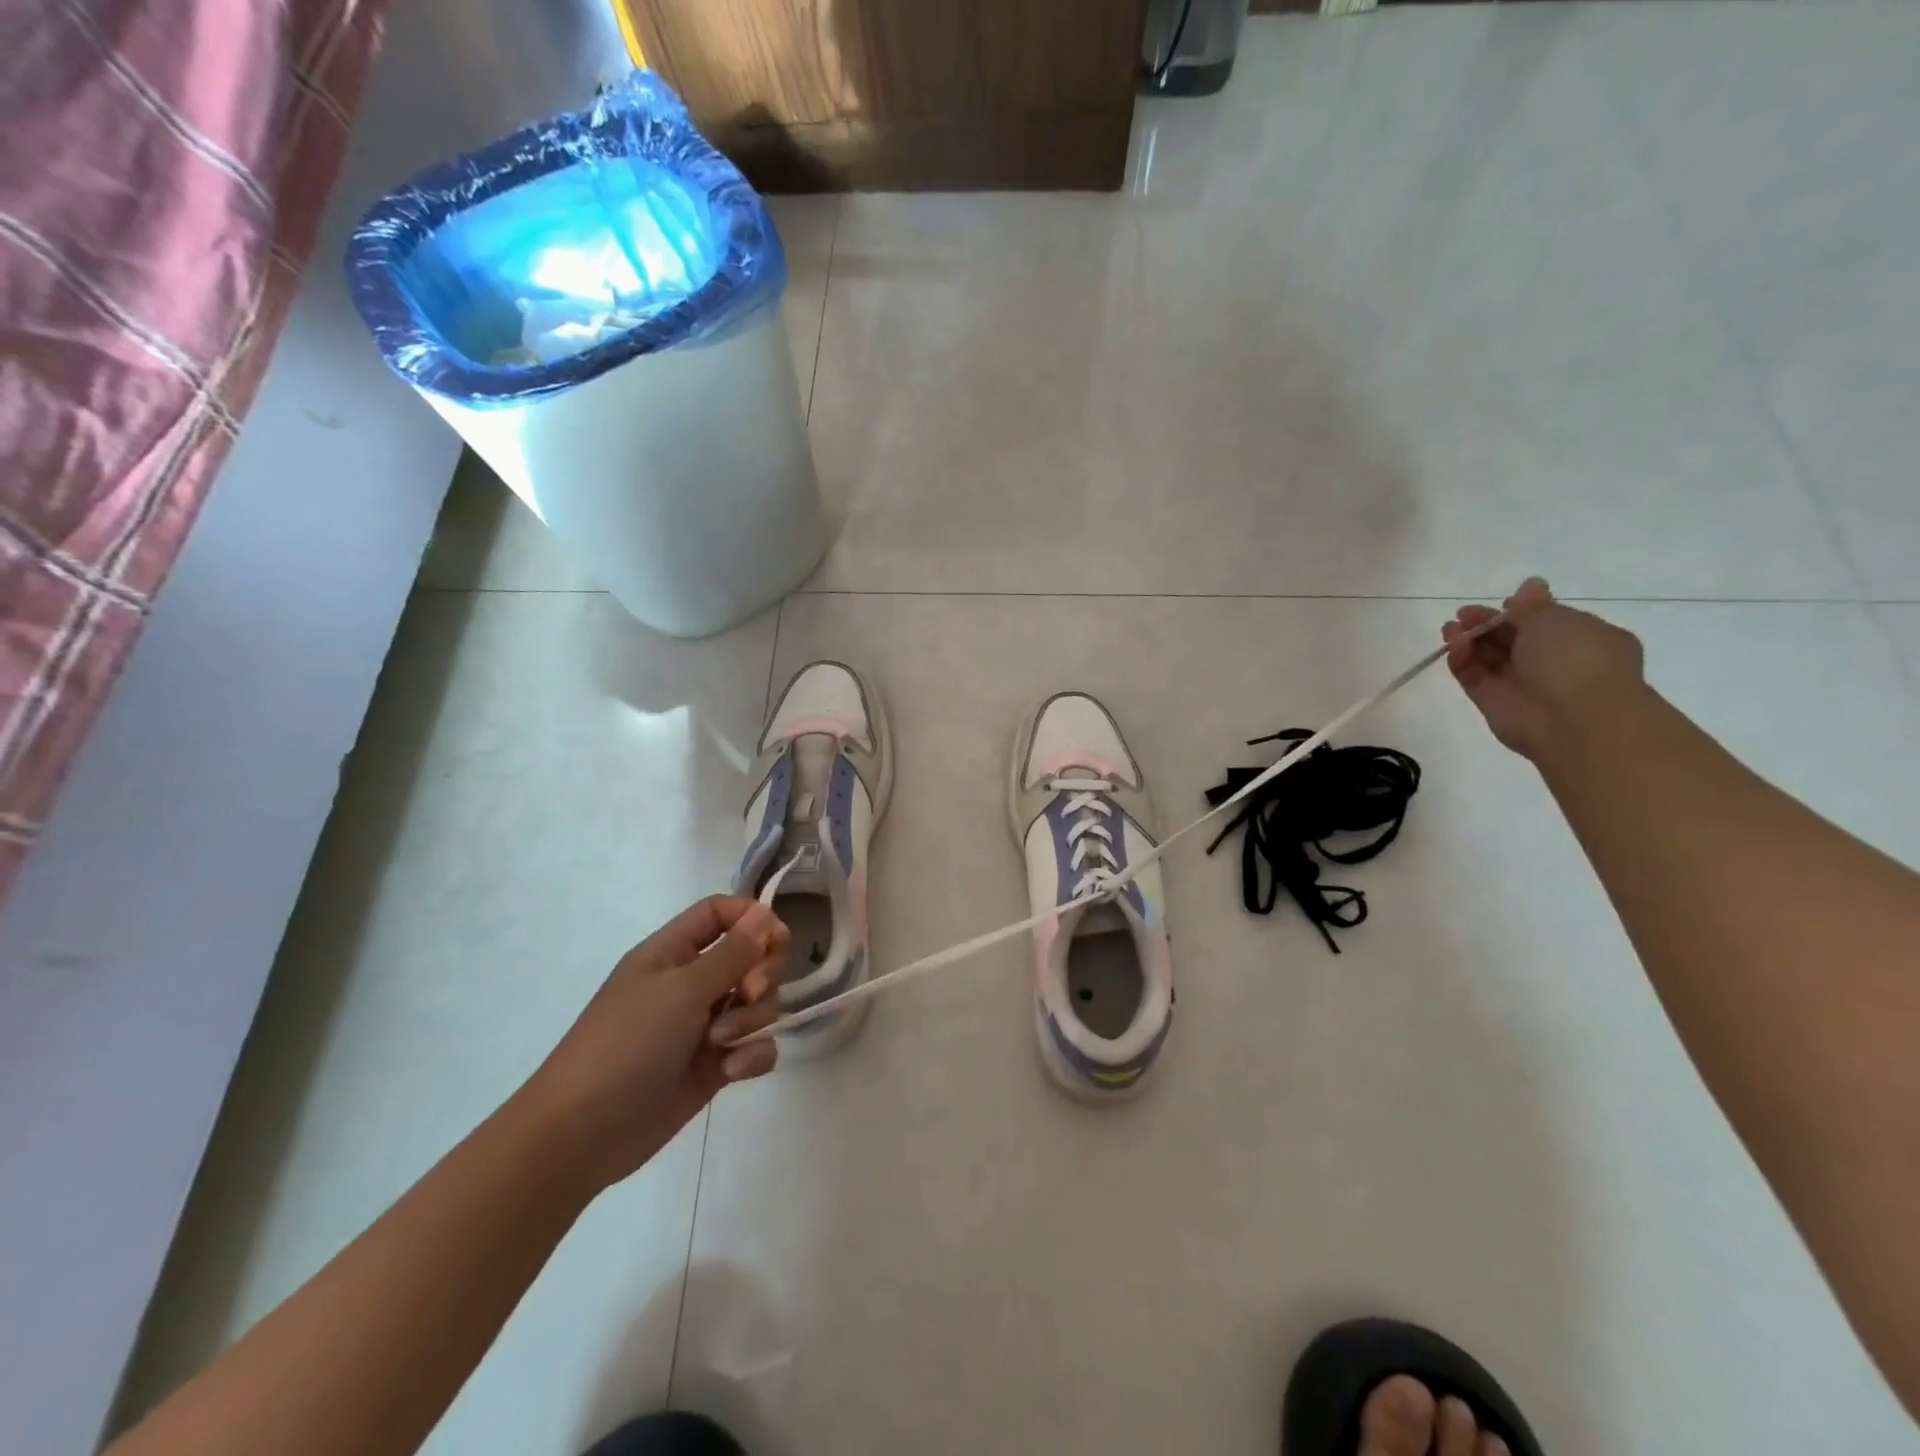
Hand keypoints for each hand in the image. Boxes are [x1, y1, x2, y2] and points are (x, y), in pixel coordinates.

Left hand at [518, 896, 787, 1193]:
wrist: (582, 1134)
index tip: (779, 938)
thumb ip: (732, 952)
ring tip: (722, 1044)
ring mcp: (704, 1025)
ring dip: (751, 1019)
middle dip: (761, 974)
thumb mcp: (681, 990)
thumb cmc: (626, 1044)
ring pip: (758, 1003)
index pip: (720, 913)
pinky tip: (732, 1072)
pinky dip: (752, 1055)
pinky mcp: (715, 1065)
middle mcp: (691, 983)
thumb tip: (765, 914)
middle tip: (748, 992)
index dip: (752, 918)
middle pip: (750, 957)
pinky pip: (755, 1046)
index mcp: (673, 953)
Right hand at [1443, 577, 1646, 760]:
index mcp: (1583, 639)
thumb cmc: (1576, 659)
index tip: (1502, 603)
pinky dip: (1462, 661)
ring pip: (1490, 658)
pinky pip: (1475, 677)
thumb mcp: (1555, 619)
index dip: (1521, 611)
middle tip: (1464, 615)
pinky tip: (1454, 646)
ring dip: (1470, 640)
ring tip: (1450, 629)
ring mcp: (1523, 684)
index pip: (1547, 621)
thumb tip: (1529, 586)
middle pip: (1512, 639)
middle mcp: (1554, 662)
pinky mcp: (1495, 703)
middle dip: (1488, 624)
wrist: (1574, 719)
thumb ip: (1531, 605)